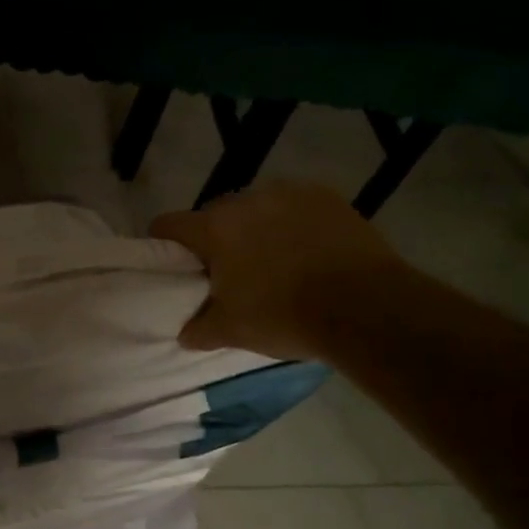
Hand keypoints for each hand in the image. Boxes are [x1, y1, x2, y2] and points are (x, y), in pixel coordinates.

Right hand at [151, 182, 405, 359]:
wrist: (366, 308)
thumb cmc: (285, 316)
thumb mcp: (233, 331)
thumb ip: (199, 329)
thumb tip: (184, 334)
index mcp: (215, 229)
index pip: (168, 224)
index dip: (163, 243)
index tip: (172, 264)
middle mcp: (246, 200)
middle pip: (214, 215)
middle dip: (216, 239)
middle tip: (229, 271)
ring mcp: (289, 194)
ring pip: (256, 208)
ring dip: (255, 228)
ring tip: (275, 260)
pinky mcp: (327, 197)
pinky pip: (295, 206)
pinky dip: (293, 223)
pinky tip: (308, 250)